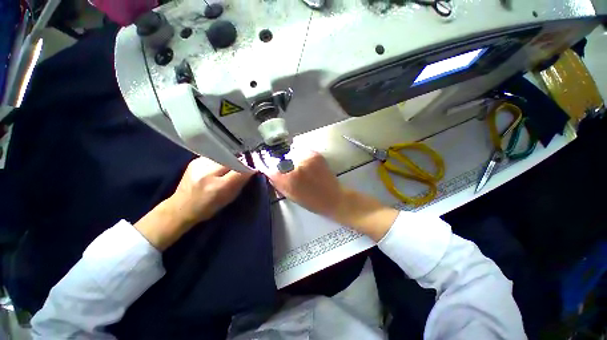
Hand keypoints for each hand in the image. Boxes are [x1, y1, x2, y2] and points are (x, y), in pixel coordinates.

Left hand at [135, 157, 252, 249]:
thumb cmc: (208, 207)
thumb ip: (241, 182)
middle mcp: (207, 172)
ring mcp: (199, 164)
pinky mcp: (195, 160)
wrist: (181, 207)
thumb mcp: (229, 198)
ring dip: (231, 160)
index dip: (248, 168)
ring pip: (224, 156)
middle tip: (244, 165)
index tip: (254, 168)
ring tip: (231, 166)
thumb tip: (252, 170)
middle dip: (240, 161)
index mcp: (217, 186)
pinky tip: (219, 166)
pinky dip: (221, 160)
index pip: (239, 170)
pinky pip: (215, 156)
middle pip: (231, 159)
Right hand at [263, 151, 343, 217]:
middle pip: (279, 158)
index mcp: (288, 179)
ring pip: (290, 153)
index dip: (263, 164)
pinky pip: (301, 151)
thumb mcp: (290, 195)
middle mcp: (296, 165)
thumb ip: (277, 182)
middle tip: (283, 168)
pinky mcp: (315, 154)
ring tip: (297, 167)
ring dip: (290, 159)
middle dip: (278, 162)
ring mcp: (307, 157)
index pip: (269, 167)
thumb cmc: (311, 201)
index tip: (260, 161)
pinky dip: (300, 156)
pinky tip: (305, 164)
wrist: (334, 197)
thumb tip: (269, 172)